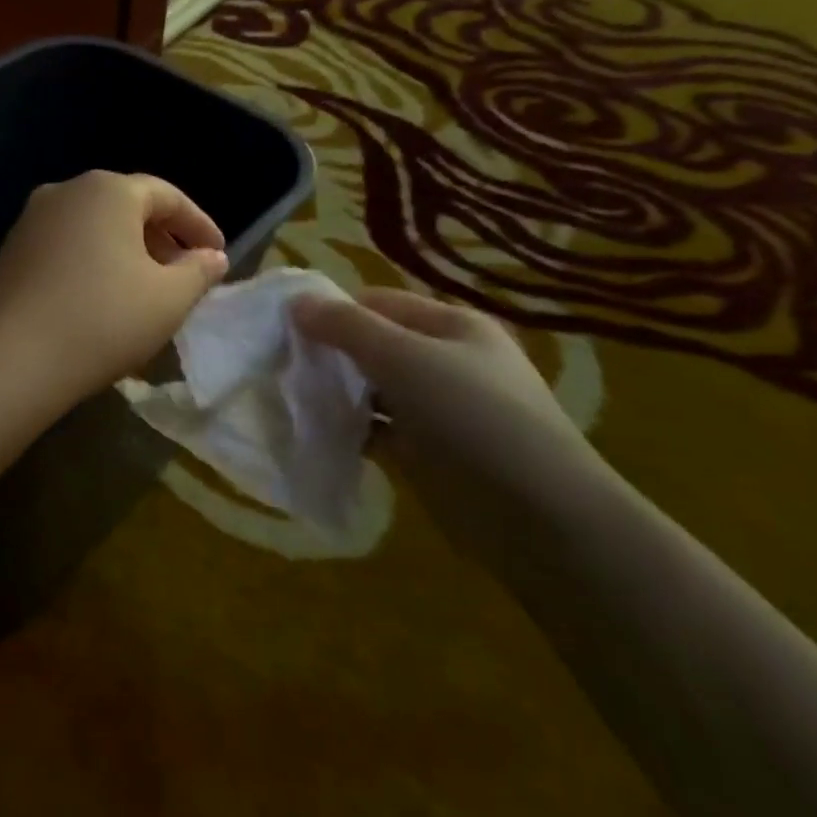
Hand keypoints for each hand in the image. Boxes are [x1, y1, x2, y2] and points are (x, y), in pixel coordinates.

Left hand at [0, 171, 228, 404]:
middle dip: (160, 238)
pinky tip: (99, 299)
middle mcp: (65, 192)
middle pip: (125, 207)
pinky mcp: (9, 252)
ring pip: (92, 228)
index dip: (198, 225)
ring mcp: (30, 220)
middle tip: (183, 274)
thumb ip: (198, 271)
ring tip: (144, 290)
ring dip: (124, 252)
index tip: (217, 255)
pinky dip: (90, 263)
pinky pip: (64, 247)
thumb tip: (211, 256)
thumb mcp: (169, 299)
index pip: (166, 196)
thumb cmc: (104, 321)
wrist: (15, 360)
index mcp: (107, 190)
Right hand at [291, 287, 607, 568]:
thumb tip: (296, 301)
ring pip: (372, 389)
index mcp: (451, 326)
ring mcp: (437, 409)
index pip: (377, 302)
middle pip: (373, 345)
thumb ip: (346, 327)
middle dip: (328, 353)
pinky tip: (314, 434)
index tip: (282, 328)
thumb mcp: (404, 358)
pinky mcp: (427, 451)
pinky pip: (377, 430)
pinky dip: (349, 430)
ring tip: (287, 398)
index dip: (331, 310)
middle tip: (280, 364)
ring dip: (335, 393)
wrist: (537, 516)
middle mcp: (446, 361)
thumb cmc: (471, 417)